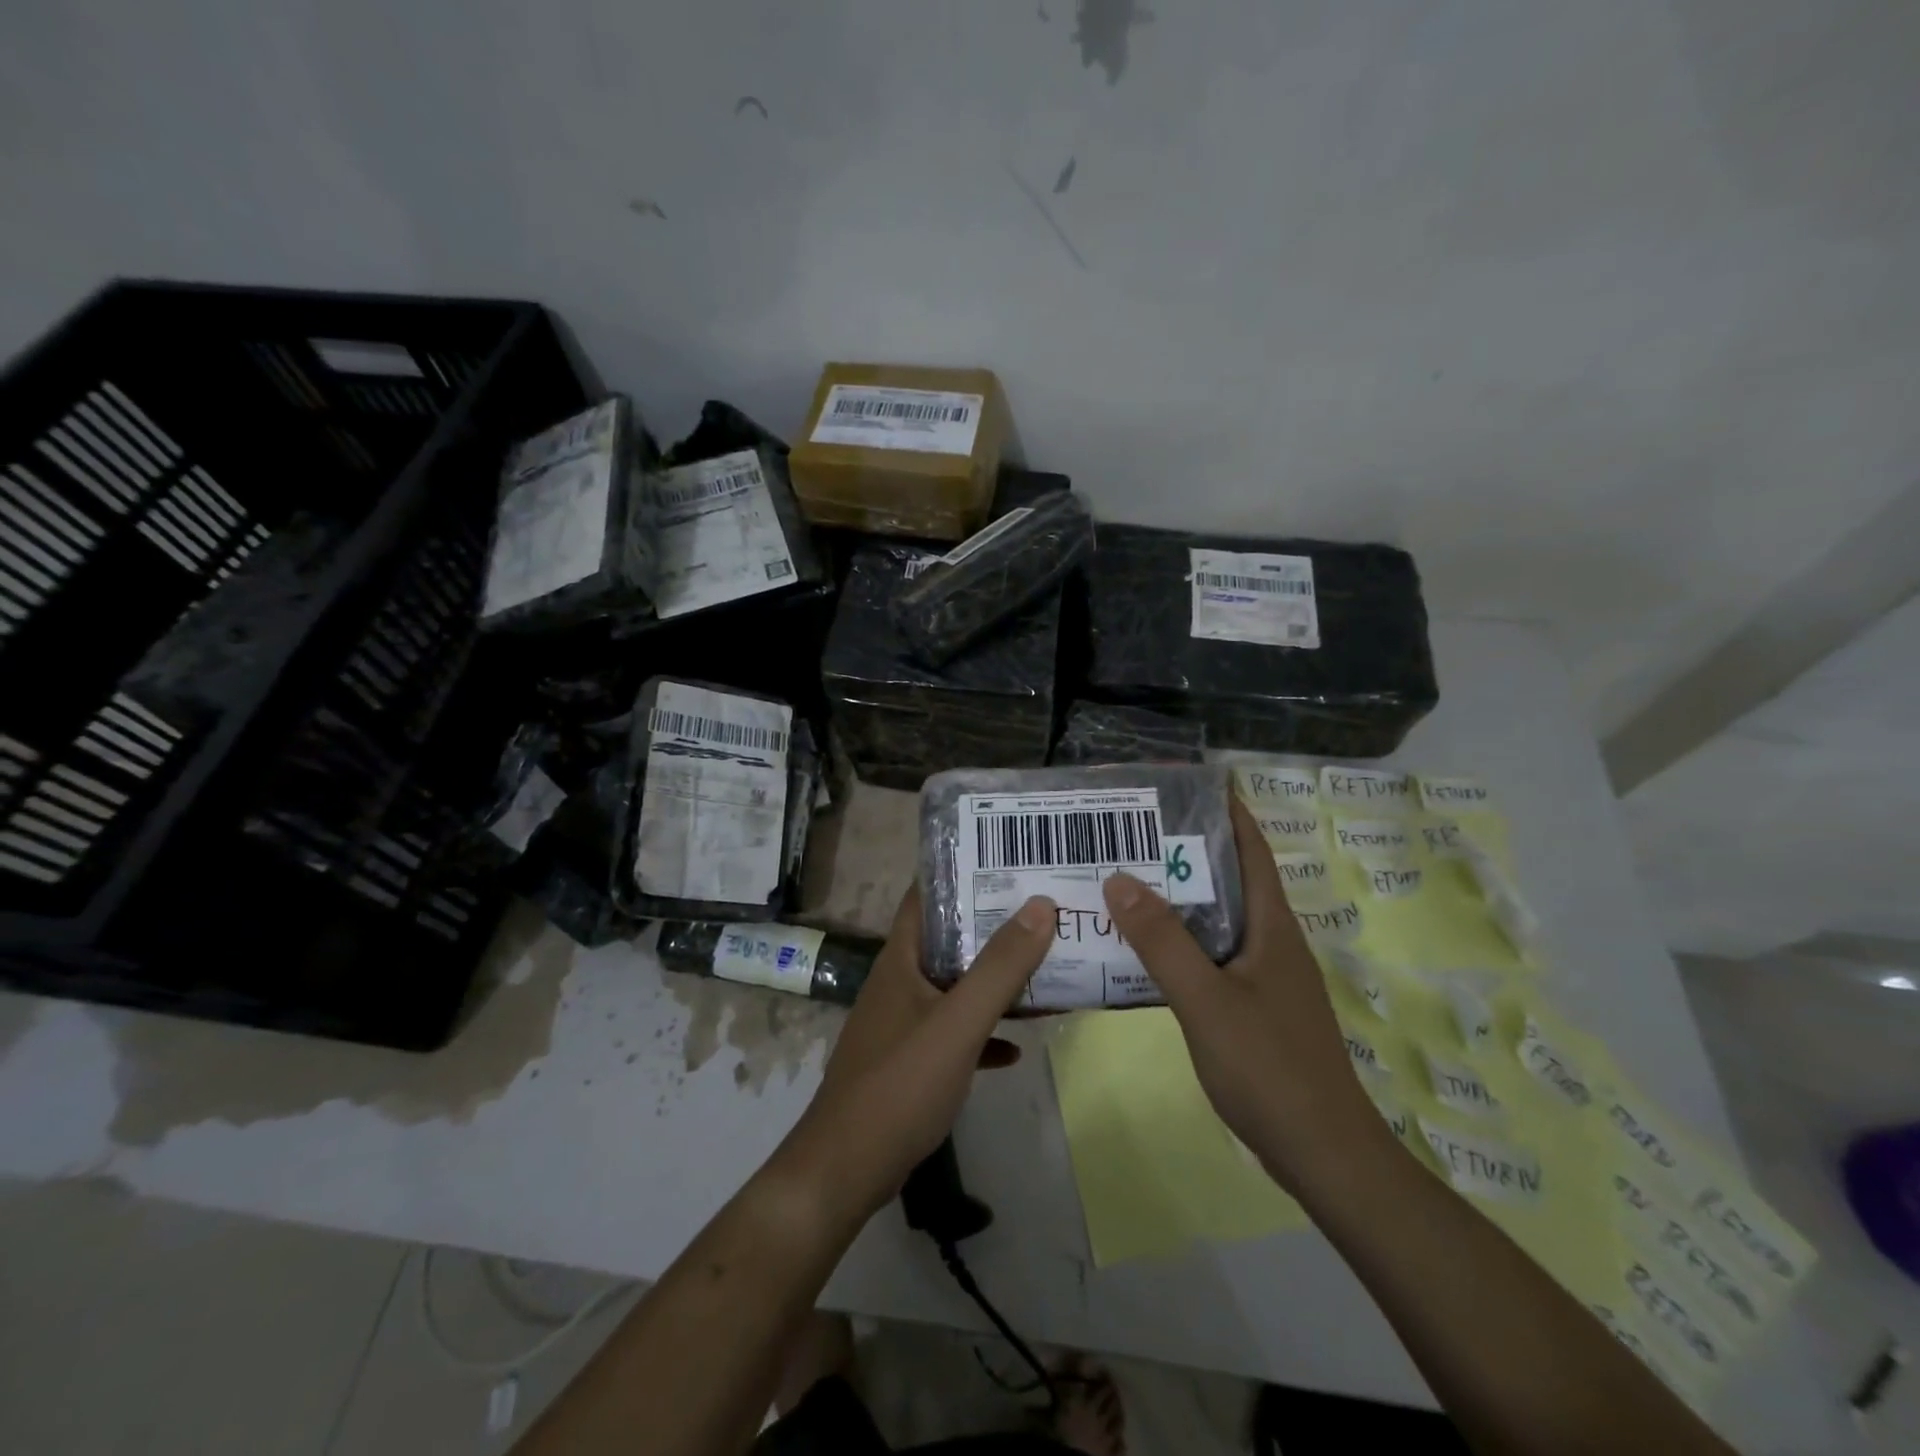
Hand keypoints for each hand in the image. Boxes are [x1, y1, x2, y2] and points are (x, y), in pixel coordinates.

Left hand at [766, 886, 1055, 1230]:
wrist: (846, 1170)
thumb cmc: (899, 1085)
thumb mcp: (958, 1023)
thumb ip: (1000, 967)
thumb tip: (1041, 905)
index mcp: (901, 959)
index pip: (926, 896)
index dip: (961, 872)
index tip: (1007, 859)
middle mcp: (900, 982)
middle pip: (949, 939)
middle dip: (993, 926)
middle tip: (1042, 910)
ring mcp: (904, 1023)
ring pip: (956, 987)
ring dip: (993, 980)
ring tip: (1043, 966)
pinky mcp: (911, 1061)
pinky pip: (955, 1033)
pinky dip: (984, 1032)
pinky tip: (1016, 1046)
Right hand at [1101, 797, 1384, 1191]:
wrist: (1322, 1154)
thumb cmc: (1269, 1067)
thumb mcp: (1206, 1000)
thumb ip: (1162, 941)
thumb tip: (1120, 877)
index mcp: (1273, 927)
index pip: (1252, 850)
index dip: (1227, 811)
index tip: (1188, 783)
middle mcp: (1273, 942)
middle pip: (1232, 879)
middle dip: (1188, 850)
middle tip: (1134, 830)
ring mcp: (1265, 977)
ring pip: (1219, 920)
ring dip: (1180, 897)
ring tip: (1127, 878)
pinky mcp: (1254, 1007)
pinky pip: (1212, 955)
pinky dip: (1181, 940)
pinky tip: (1144, 948)